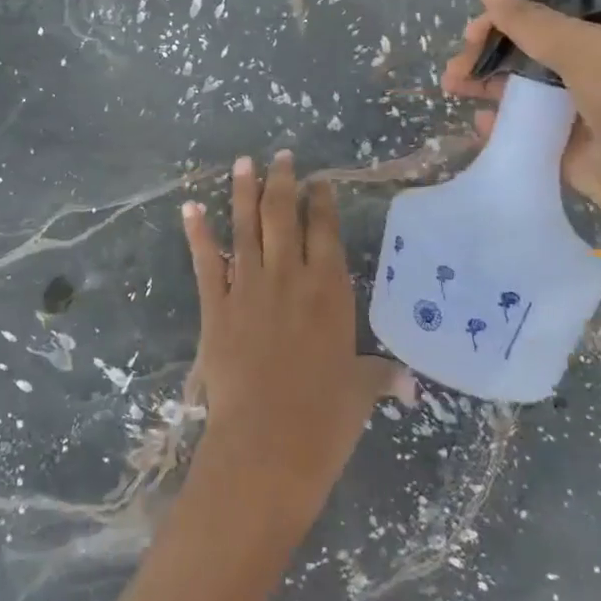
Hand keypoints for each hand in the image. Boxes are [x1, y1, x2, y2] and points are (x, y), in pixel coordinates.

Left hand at [181, 152, 395, 528]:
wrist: (268, 444)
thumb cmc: (324, 419)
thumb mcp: (360, 392)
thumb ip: (380, 376)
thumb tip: (410, 384)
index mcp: (329, 291)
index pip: (325, 232)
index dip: (321, 202)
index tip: (318, 180)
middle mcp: (289, 278)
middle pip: (283, 216)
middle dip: (282, 182)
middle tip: (280, 157)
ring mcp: (248, 288)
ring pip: (245, 228)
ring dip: (243, 193)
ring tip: (243, 163)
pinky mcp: (215, 306)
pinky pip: (206, 261)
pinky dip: (197, 233)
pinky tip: (190, 207)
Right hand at [442, 0, 600, 243]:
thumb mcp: (582, 49)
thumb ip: (530, 19)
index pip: (544, 17)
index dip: (505, 18)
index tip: (473, 31)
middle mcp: (587, 71)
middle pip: (525, 53)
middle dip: (486, 55)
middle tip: (456, 68)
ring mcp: (575, 112)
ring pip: (519, 91)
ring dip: (484, 86)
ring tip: (454, 90)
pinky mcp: (562, 149)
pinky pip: (522, 131)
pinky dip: (498, 126)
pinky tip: (480, 124)